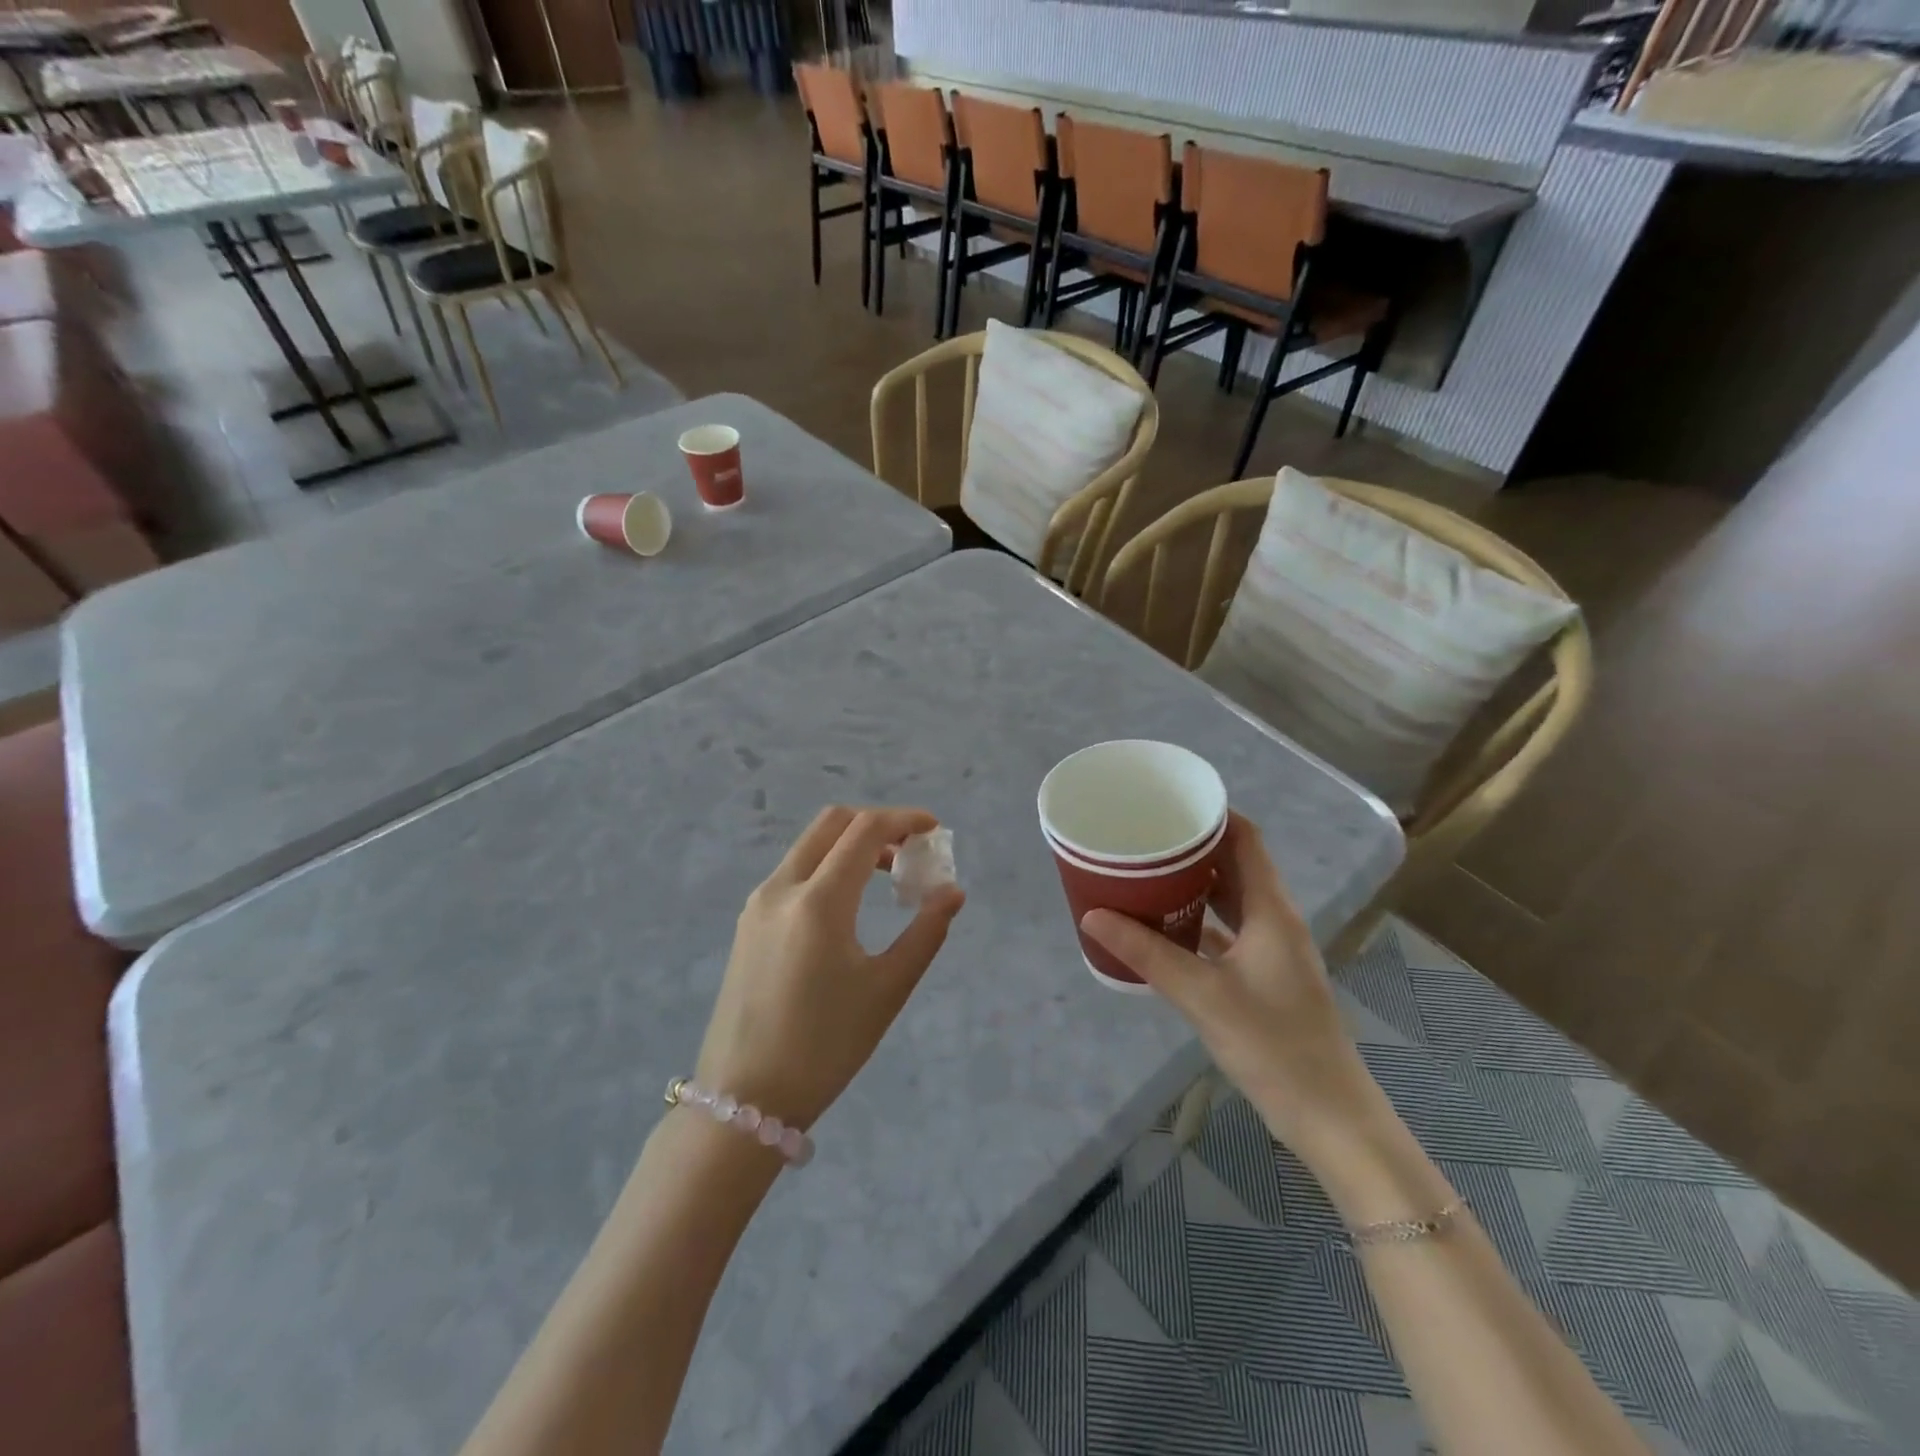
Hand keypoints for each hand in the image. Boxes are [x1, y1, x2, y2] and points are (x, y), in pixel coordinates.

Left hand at [695, 806, 965, 1132]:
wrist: (745, 1100)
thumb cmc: (825, 1046)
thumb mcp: (887, 990)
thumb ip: (925, 932)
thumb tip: (952, 893)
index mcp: (819, 901)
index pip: (865, 830)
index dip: (905, 819)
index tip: (935, 829)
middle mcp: (782, 888)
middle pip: (832, 823)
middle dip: (876, 824)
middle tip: (910, 852)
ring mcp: (758, 904)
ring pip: (809, 846)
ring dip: (850, 846)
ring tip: (887, 879)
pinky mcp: (748, 924)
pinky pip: (793, 872)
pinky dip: (827, 867)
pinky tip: (849, 906)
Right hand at [1080, 812, 1382, 1157]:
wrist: (1328, 1115)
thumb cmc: (1272, 1044)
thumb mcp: (1202, 995)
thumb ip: (1147, 954)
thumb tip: (1093, 915)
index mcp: (1270, 910)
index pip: (1246, 840)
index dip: (1214, 814)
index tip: (1170, 802)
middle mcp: (1275, 921)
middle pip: (1235, 865)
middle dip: (1193, 847)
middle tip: (1145, 836)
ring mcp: (1272, 951)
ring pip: (1231, 900)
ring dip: (1195, 884)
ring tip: (1147, 873)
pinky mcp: (1265, 978)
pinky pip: (1228, 933)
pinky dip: (1200, 921)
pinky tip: (1165, 927)